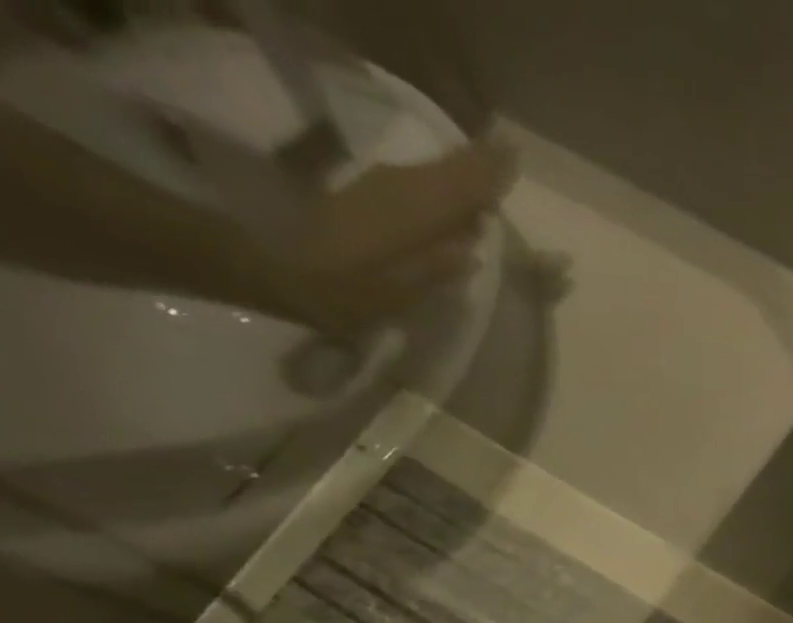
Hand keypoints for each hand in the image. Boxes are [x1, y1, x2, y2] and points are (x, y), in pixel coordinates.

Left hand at [233, 140, 514, 332]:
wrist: (276, 268)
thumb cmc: (343, 290)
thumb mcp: (398, 292)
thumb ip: (436, 267)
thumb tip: (471, 249)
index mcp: (414, 211)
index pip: (462, 185)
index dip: (489, 174)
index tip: (515, 159)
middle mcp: (400, 188)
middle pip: (448, 172)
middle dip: (479, 167)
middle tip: (509, 159)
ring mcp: (382, 188)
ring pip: (433, 175)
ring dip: (461, 175)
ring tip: (489, 177)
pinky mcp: (369, 196)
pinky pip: (418, 184)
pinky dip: (440, 186)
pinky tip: (451, 200)